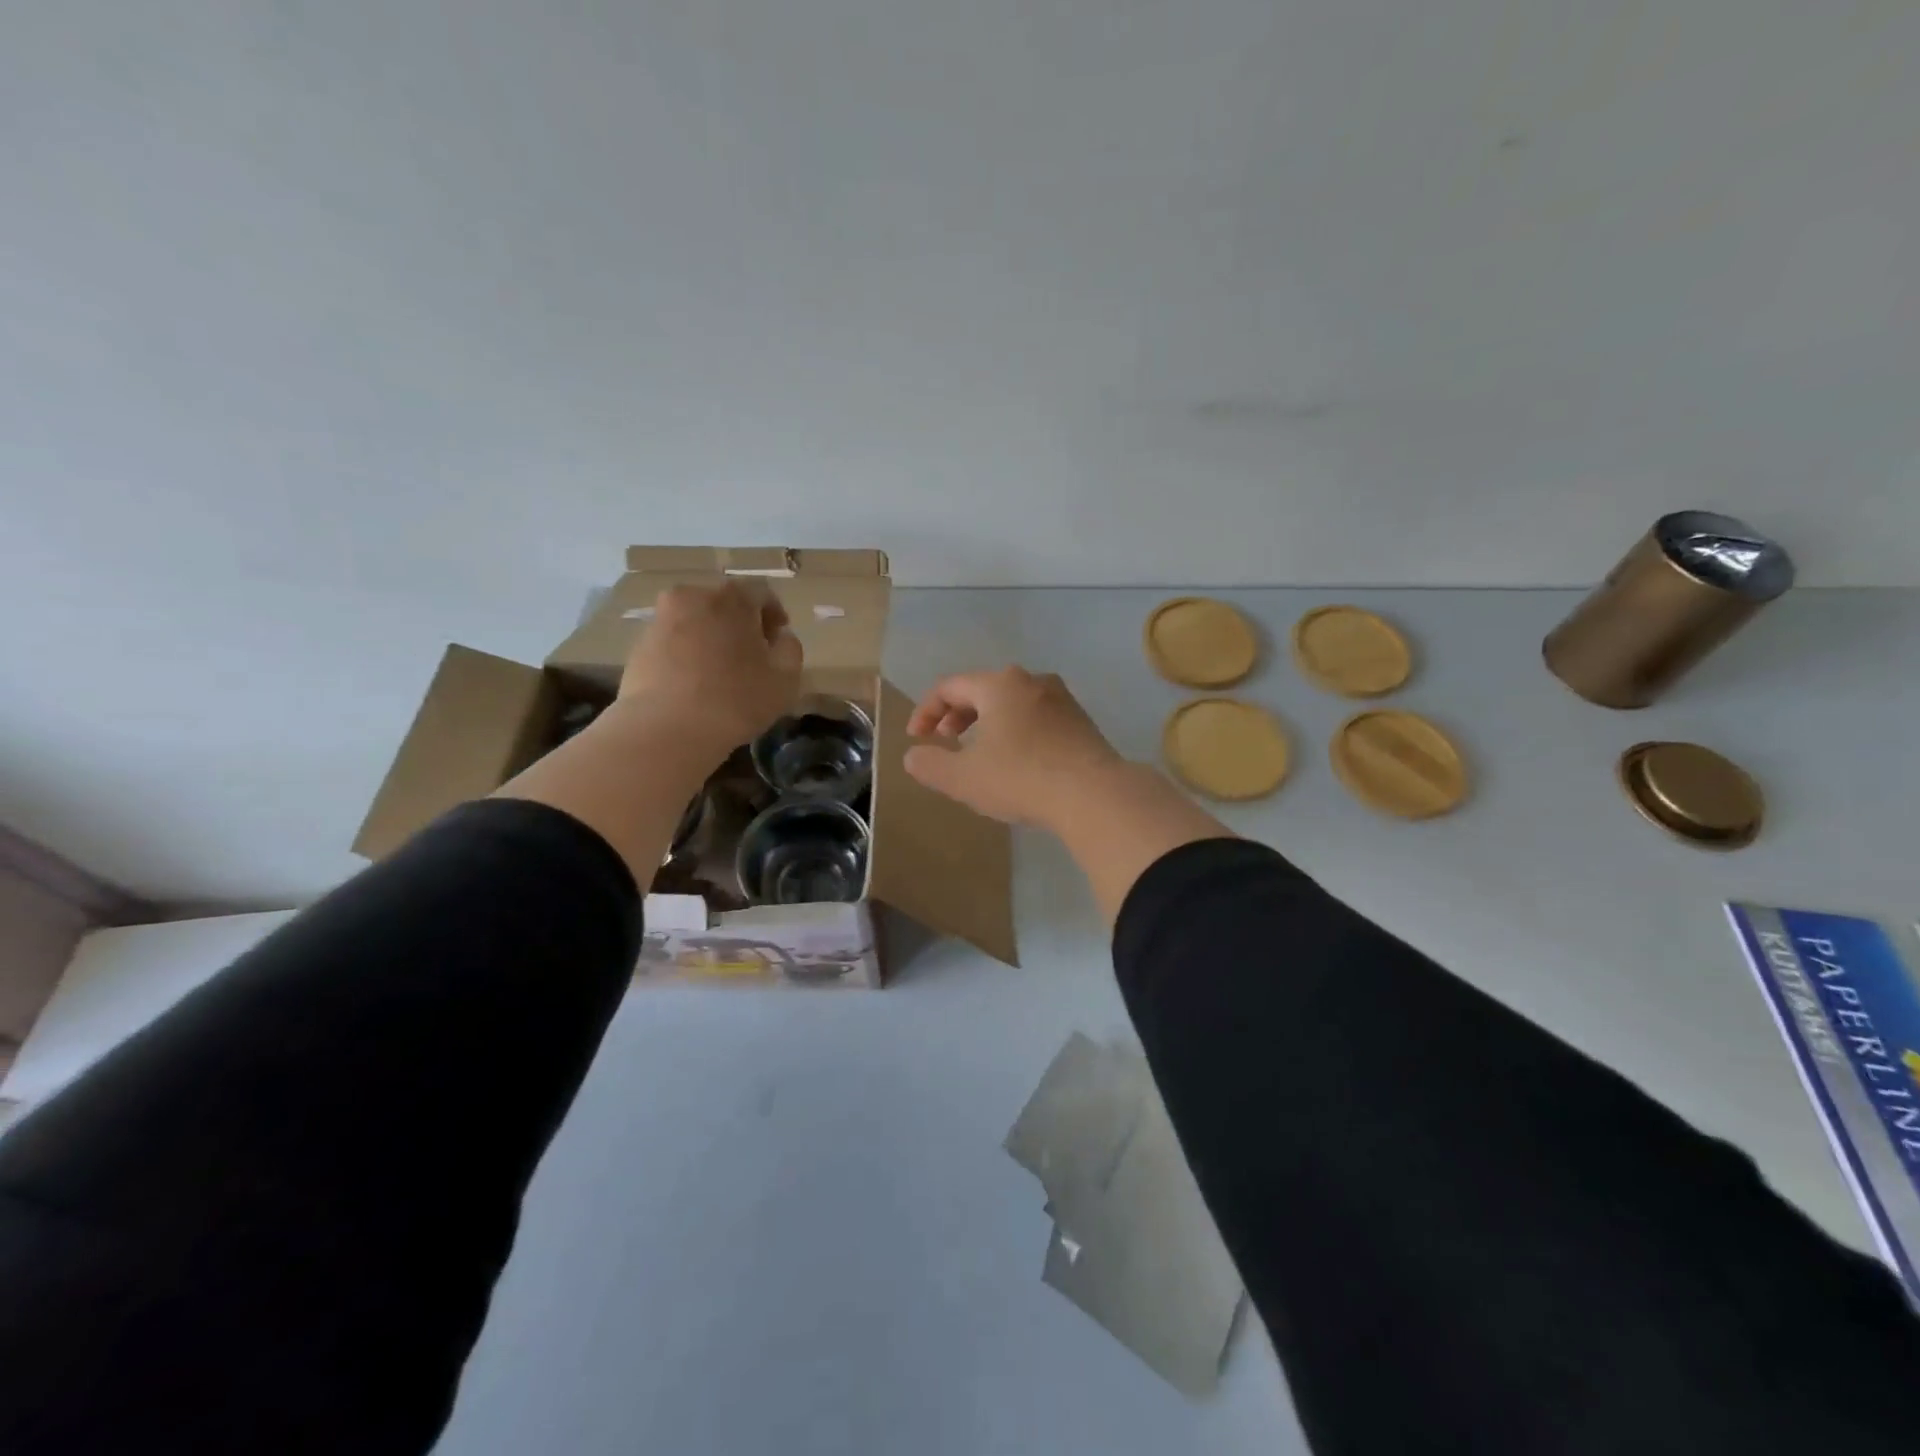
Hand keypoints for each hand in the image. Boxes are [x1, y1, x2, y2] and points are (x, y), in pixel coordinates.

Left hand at [617, 582, 803, 752]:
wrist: (664, 729)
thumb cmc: (735, 700)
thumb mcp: (785, 679)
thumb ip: (790, 649)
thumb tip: (780, 637)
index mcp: (731, 598)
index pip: (761, 593)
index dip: (774, 614)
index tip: (779, 638)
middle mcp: (692, 597)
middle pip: (724, 603)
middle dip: (741, 624)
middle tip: (751, 654)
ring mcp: (661, 619)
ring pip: (696, 621)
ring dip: (711, 637)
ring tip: (720, 671)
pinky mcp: (639, 645)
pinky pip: (673, 641)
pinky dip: (688, 653)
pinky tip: (694, 683)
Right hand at [904, 667, 1125, 828]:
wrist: (1095, 795)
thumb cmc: (1021, 778)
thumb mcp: (963, 777)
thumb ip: (929, 764)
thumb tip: (913, 755)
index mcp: (999, 684)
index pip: (949, 687)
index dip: (926, 711)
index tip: (916, 739)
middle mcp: (1032, 680)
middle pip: (982, 689)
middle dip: (957, 715)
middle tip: (946, 742)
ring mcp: (1061, 699)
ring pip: (1012, 702)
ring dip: (987, 723)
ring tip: (979, 752)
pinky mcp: (1081, 721)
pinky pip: (1036, 717)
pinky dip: (1015, 731)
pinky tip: (1017, 761)